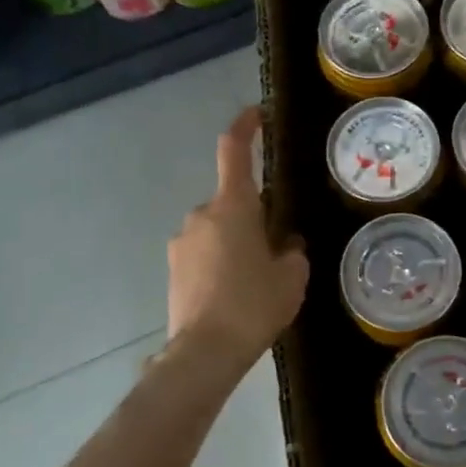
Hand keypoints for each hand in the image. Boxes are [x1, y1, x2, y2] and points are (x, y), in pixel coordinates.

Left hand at [167, 107, 307, 366]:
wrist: (204, 352)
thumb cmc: (254, 305)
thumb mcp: (291, 276)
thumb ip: (291, 251)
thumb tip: (284, 244)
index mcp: (233, 207)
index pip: (234, 151)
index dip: (245, 127)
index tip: (256, 114)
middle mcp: (201, 215)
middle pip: (232, 201)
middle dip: (253, 216)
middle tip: (276, 248)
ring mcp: (182, 242)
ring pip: (217, 230)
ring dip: (235, 242)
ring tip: (256, 281)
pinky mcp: (173, 269)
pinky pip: (203, 253)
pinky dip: (220, 263)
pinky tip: (234, 295)